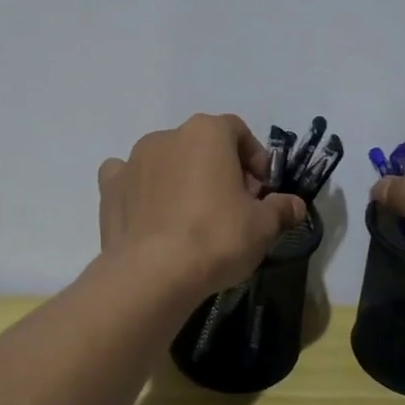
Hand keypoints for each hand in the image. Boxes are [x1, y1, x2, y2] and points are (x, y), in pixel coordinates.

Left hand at [98, 114, 306, 297]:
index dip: (254, 158)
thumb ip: (281, 209)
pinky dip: (141, 189)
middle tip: (233, 206)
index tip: (261, 190)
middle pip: (202, 145)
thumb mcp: (263, 226)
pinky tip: (151, 214)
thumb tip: (295, 206)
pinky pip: (128, 178)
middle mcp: (167, 136)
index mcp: (207, 132)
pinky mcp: (110, 188)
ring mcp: (133, 160)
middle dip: (220, 169)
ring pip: (166, 159)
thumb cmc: (216, 237)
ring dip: (181, 177)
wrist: (153, 273)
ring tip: (192, 216)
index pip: (238, 131)